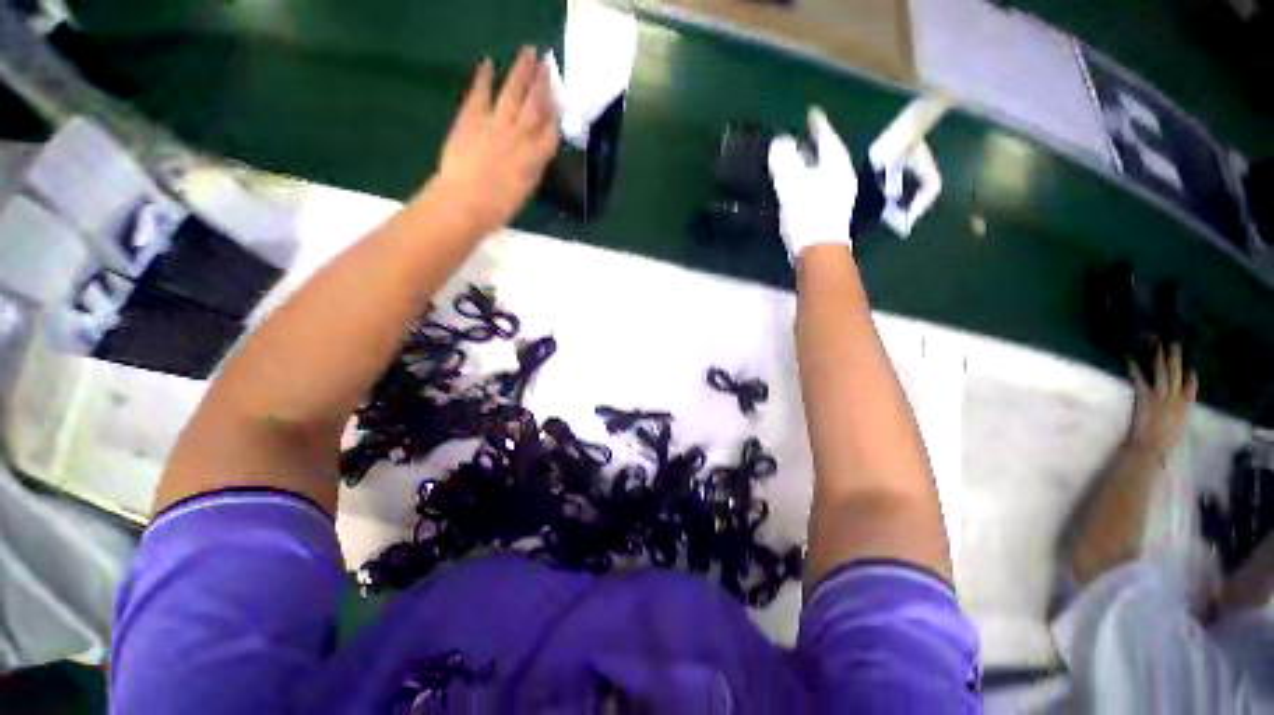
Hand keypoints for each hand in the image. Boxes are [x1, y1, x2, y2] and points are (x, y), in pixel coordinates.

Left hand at [431, 47, 559, 236]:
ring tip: (529, 52)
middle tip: (548, 63)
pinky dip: (484, 78)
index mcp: (535, 158)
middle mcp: (520, 135)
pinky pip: (480, 93)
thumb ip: (533, 167)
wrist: (464, 202)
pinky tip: (488, 63)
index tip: (560, 99)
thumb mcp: (525, 190)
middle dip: (543, 84)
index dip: (556, 114)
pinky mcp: (471, 118)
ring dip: (522, 72)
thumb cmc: (498, 207)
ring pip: (513, 93)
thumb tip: (538, 151)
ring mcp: (495, 123)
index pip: (551, 131)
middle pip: (536, 105)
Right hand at [767, 107, 856, 263]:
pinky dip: (809, 180)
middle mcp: (841, 176)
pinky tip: (800, 185)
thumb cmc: (808, 215)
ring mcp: (838, 195)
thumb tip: (780, 141)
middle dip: (815, 144)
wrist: (818, 251)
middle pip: (828, 153)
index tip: (812, 113)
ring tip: (799, 160)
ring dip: (812, 164)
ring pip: (824, 171)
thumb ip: (785, 161)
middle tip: (803, 136)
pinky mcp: (830, 212)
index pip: (827, 136)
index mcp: (835, 164)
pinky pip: (819, 186)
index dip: (818, 124)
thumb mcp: (792, 184)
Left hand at [1128, 343, 1197, 458]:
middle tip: (1174, 343)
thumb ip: (1176, 419)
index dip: (1191, 379)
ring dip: (1159, 356)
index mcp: (1184, 408)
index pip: (1190, 389)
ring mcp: (1160, 396)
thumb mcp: (1175, 430)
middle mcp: (1175, 398)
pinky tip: (1131, 359)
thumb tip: (1172, 418)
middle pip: (1176, 374)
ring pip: (1162, 371)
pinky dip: (1135, 369)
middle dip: (1174, 358)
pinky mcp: (1146, 397)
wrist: (1149, 447)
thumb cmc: (1160, 443)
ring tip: (1157, 344)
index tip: (1192, 369)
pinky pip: (1140, 379)